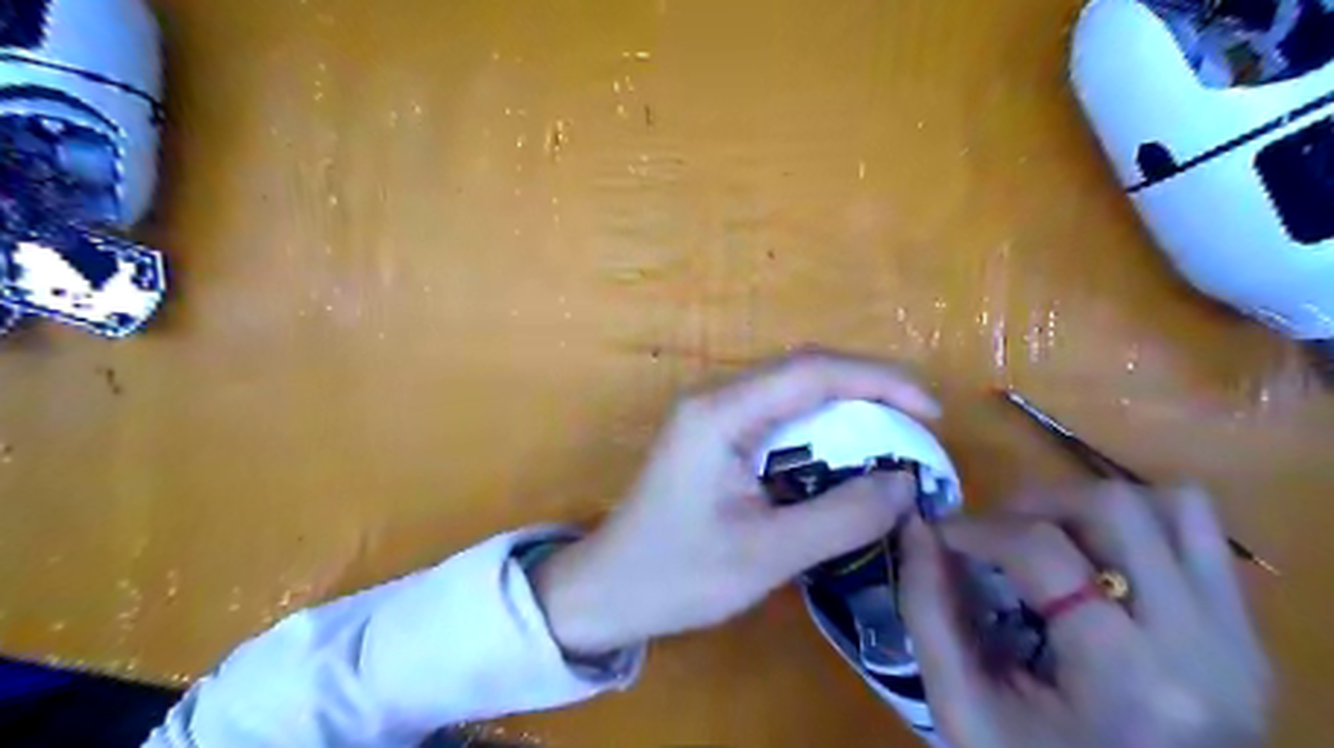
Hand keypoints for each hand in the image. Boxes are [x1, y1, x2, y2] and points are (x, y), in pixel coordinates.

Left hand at [533, 350, 935, 654]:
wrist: (607, 590)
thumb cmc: (677, 575)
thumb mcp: (767, 555)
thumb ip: (841, 517)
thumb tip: (905, 484)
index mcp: (721, 415)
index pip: (812, 372)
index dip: (879, 382)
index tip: (930, 413)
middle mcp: (716, 399)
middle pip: (805, 371)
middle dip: (869, 391)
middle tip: (919, 428)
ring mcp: (712, 414)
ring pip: (794, 391)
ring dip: (847, 409)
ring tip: (894, 441)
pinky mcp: (714, 435)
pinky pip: (778, 416)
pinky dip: (821, 430)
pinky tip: (845, 458)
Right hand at [895, 483, 1270, 747]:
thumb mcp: (963, 710)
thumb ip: (928, 612)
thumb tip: (917, 528)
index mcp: (1128, 679)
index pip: (1043, 549)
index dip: (977, 527)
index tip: (941, 535)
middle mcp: (1203, 645)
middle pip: (1115, 508)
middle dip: (1034, 504)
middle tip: (994, 535)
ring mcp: (1237, 638)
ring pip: (1171, 507)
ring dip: (1091, 508)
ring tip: (1046, 540)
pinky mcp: (1246, 635)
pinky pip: (1197, 537)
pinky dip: (1136, 526)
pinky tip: (1094, 560)